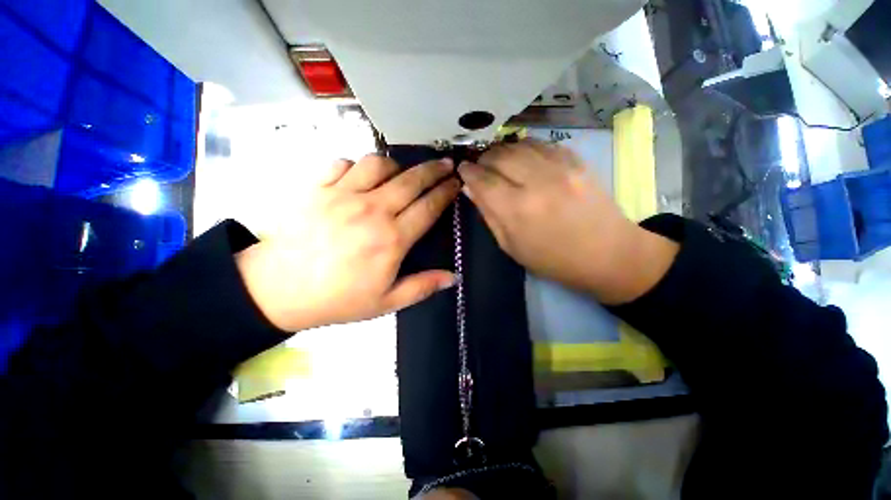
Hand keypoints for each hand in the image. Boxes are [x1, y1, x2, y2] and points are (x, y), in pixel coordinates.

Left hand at [237, 155, 460, 331]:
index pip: (428, 207)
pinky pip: (343, 163)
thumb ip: (422, 287)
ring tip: (400, 174)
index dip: (446, 192)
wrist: (278, 290)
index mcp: (392, 239)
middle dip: (433, 170)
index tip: (456, 182)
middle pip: (411, 180)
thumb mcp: (386, 302)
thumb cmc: (338, 298)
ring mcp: (342, 195)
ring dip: (395, 166)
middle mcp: (372, 210)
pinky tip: (359, 178)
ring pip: (378, 164)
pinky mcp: (317, 188)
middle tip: (445, 164)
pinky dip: (357, 166)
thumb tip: (453, 277)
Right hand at [458, 141, 677, 304]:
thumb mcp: (510, 246)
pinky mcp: (577, 161)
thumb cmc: (552, 259)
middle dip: (484, 159)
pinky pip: (542, 144)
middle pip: (499, 155)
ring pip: (519, 144)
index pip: (482, 180)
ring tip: (500, 162)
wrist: (607, 254)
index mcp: (516, 210)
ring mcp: (560, 167)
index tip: (463, 169)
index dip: (468, 172)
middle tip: (481, 167)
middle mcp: (536, 182)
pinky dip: (526, 148)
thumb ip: (488, 214)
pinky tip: (524, 158)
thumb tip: (470, 189)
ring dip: (503, 151)